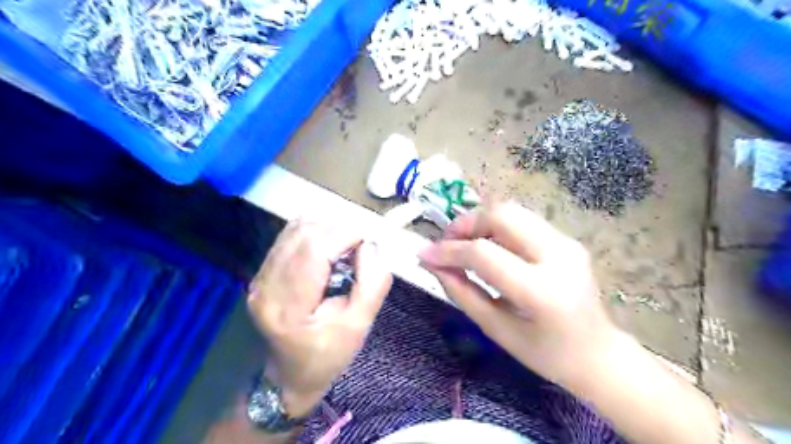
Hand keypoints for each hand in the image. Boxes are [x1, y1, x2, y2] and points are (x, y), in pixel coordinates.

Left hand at [248, 220, 389, 415]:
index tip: (368, 243)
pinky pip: (290, 236)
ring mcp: (260, 277)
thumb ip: (373, 283)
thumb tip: (370, 245)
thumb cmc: (328, 355)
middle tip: (359, 247)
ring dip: (326, 229)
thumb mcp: (359, 325)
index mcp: (289, 307)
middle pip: (303, 233)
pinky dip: (314, 233)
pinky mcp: (262, 272)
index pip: (314, 250)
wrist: (290, 376)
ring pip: (295, 229)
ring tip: (345, 248)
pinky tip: (328, 249)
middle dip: (338, 229)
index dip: (345, 235)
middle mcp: (266, 286)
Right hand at [423, 202, 620, 389]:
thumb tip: (433, 263)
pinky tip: (487, 245)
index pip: (484, 254)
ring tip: (463, 243)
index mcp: (541, 291)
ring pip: (512, 211)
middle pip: (501, 215)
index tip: (425, 254)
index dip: (449, 250)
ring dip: (480, 221)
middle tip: (447, 243)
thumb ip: (462, 292)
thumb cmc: (545, 353)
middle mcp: (558, 256)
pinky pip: (522, 220)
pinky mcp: (566, 239)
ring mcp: (566, 243)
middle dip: (465, 223)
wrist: (598, 354)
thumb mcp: (496, 330)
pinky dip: (496, 227)